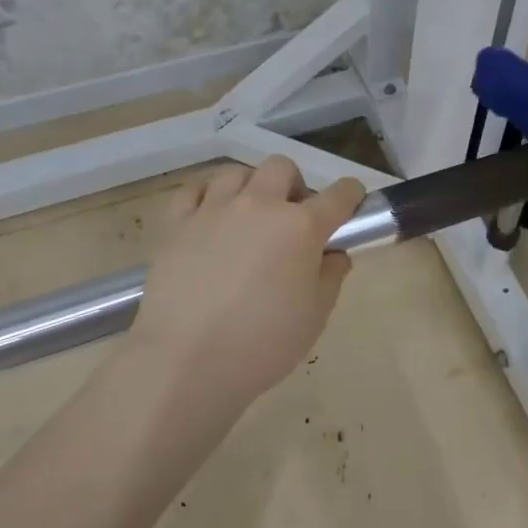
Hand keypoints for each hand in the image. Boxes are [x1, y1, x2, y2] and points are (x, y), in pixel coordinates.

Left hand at [128, 156, 363, 412]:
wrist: (186, 360)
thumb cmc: (262, 344)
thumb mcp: (314, 316)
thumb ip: (331, 277)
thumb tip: (334, 253)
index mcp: (300, 227)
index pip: (339, 194)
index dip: (350, 195)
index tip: (350, 205)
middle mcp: (259, 205)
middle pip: (282, 167)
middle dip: (294, 186)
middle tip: (291, 220)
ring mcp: (214, 209)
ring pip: (237, 173)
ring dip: (251, 187)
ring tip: (248, 218)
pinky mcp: (177, 223)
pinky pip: (194, 189)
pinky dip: (207, 194)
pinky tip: (210, 215)